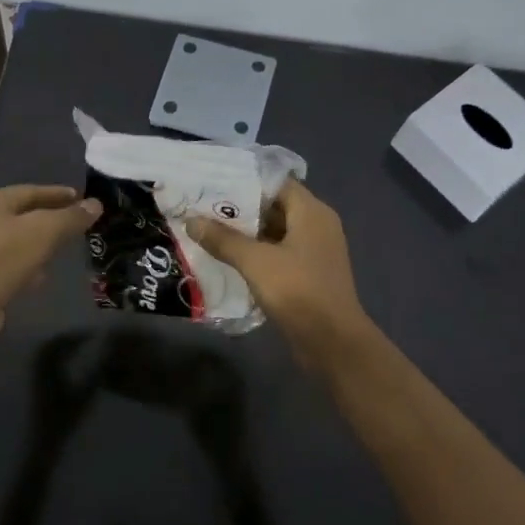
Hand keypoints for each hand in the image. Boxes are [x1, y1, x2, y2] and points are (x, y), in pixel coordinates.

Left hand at [0, 185, 99, 348]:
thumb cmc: (4, 258)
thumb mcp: (44, 231)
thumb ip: (70, 217)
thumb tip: (95, 204)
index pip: (32, 191)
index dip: (58, 193)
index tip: (82, 198)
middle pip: (25, 215)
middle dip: (51, 218)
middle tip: (78, 223)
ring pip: (20, 242)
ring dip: (41, 244)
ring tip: (66, 248)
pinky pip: (13, 266)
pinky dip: (30, 267)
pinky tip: (44, 276)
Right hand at [186, 180, 365, 346]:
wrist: (333, 344)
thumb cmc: (299, 292)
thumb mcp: (256, 262)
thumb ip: (223, 239)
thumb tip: (191, 220)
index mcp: (312, 212)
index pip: (276, 182)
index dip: (245, 180)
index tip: (213, 181)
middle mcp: (317, 226)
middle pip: (274, 206)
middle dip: (239, 208)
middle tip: (202, 206)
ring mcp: (313, 252)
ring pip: (274, 232)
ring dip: (245, 233)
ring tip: (207, 229)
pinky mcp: (307, 275)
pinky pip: (277, 254)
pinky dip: (255, 254)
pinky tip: (226, 258)